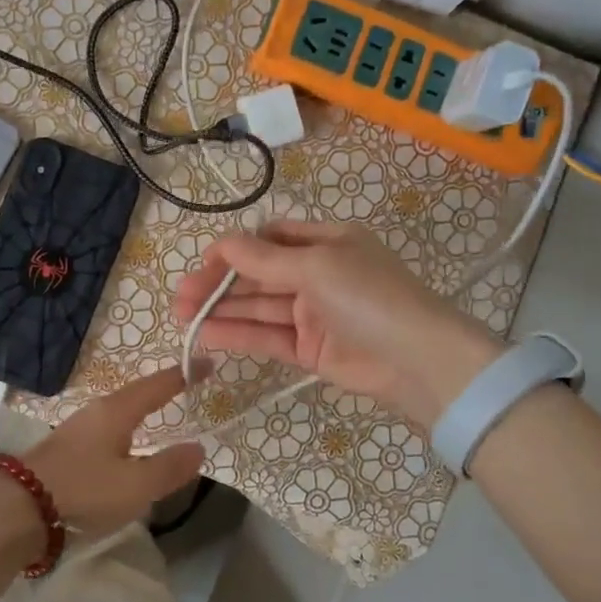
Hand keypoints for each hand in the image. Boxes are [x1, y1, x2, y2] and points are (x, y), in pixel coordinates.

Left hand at [13, 366, 206, 538]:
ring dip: (143, 408)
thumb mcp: (136, 485)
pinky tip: (127, 444)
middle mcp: (97, 411)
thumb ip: (169, 467)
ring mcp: (78, 427)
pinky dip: (127, 428)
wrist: (19, 507)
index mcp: (117, 411)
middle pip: (137, 393)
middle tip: (187, 387)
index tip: (207, 364)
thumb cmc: (84, 490)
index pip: (158, 385)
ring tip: (161, 413)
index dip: (184, 375)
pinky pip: (108, 428)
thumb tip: (198, 447)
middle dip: (162, 389)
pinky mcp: (67, 447)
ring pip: (120, 411)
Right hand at [172, 220, 503, 425]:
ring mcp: (313, 313)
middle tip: (180, 299)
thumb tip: (220, 244)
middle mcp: (317, 274)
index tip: (201, 265)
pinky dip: (238, 335)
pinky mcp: (310, 349)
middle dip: (219, 284)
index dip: (233, 251)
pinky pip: (267, 336)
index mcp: (325, 242)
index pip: (268, 240)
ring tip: (183, 317)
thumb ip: (263, 260)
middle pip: (257, 275)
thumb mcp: (316, 267)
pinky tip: (207, 335)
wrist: (420, 361)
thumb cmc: (370, 297)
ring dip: (222, 310)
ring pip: (258, 307)